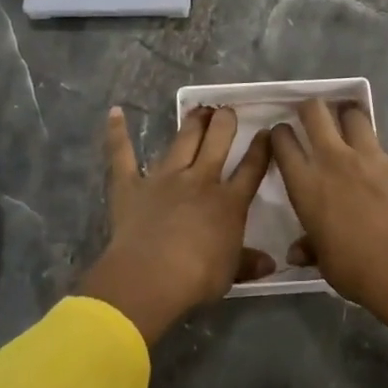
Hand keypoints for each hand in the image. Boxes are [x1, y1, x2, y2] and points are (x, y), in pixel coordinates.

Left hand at [77, 106, 272, 342]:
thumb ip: (249, 262)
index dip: (260, 149)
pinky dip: (118, 133)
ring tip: (199, 109)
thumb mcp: (231, 273)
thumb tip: (271, 263)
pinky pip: (123, 155)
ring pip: (182, 141)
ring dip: (192, 123)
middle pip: (217, 142)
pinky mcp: (131, 185)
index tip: (266, 132)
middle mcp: (200, 180)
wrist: (150, 277)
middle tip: (227, 111)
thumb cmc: (197, 278)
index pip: (251, 169)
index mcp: (228, 202)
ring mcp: (164, 178)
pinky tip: (116, 113)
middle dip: (225, 122)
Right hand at [269, 85, 387, 307]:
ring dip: (350, 111)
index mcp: (307, 184)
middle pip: (316, 115)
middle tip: (311, 112)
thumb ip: (308, 248)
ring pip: (356, 117)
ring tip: (348, 111)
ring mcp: (371, 157)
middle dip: (310, 107)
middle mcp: (334, 160)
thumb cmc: (353, 269)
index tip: (280, 133)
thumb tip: (295, 253)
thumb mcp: (322, 261)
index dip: (279, 134)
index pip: (284, 145)